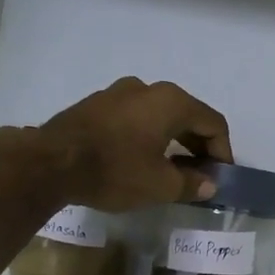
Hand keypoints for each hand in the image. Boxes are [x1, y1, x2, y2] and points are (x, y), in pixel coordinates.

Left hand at [38, 77, 233, 211]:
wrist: (50, 163)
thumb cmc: (115, 171)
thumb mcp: (160, 186)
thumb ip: (191, 183)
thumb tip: (209, 184)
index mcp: (171, 102)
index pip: (213, 122)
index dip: (223, 151)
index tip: (220, 176)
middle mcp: (148, 89)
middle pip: (187, 115)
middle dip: (199, 145)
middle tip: (201, 174)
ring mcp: (118, 93)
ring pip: (159, 115)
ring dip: (173, 140)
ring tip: (172, 169)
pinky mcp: (97, 104)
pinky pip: (135, 118)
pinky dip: (148, 136)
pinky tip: (141, 159)